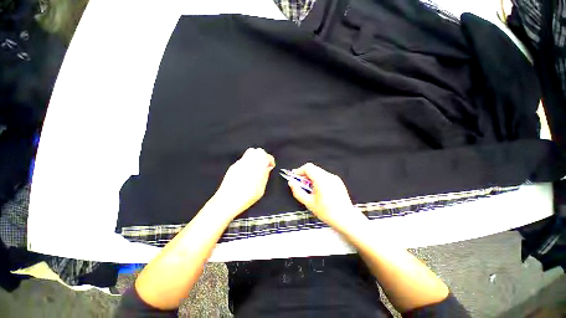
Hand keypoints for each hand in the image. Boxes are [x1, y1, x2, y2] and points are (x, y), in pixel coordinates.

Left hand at [212, 148, 274, 217]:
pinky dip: (248, 162)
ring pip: (250, 152)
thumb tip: (268, 168)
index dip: (270, 159)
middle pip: (258, 151)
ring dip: (256, 158)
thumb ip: (265, 176)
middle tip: (264, 165)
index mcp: (256, 168)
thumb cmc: (245, 198)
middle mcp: (248, 163)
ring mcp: (239, 163)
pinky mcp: (233, 166)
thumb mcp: (261, 190)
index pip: (266, 156)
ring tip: (257, 167)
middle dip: (263, 156)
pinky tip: (248, 172)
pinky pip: (243, 159)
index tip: (271, 165)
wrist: (227, 201)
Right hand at [288, 163, 365, 233]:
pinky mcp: (338, 181)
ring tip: (310, 188)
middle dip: (304, 174)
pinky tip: (319, 190)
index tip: (294, 177)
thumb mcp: (309, 203)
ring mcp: (334, 178)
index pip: (308, 167)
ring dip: (311, 177)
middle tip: (300, 184)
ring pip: (319, 172)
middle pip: (313, 168)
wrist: (346, 218)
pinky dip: (319, 179)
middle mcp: (329, 176)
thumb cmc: (327, 212)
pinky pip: (325, 176)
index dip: (299, 171)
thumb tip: (291, 183)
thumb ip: (298, 191)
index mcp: (321, 180)